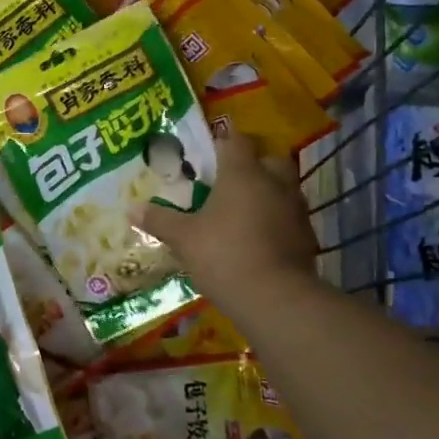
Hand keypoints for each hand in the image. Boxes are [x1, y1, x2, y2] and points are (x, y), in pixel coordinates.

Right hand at [143, 133, 320, 310]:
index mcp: (242, 174)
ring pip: (283, 189)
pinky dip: (276, 221)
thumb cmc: (224, 255)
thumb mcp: (183, 238)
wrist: (276, 298)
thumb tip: (132, 208)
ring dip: (267, 193)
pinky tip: (258, 238)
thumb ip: (160, 220)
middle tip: (230, 180)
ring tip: (242, 211)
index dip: (222, 141)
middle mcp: (274, 183)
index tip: (209, 150)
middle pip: (269, 159)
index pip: (235, 140)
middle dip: (253, 164)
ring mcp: (295, 210)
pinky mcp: (306, 237)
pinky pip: (289, 217)